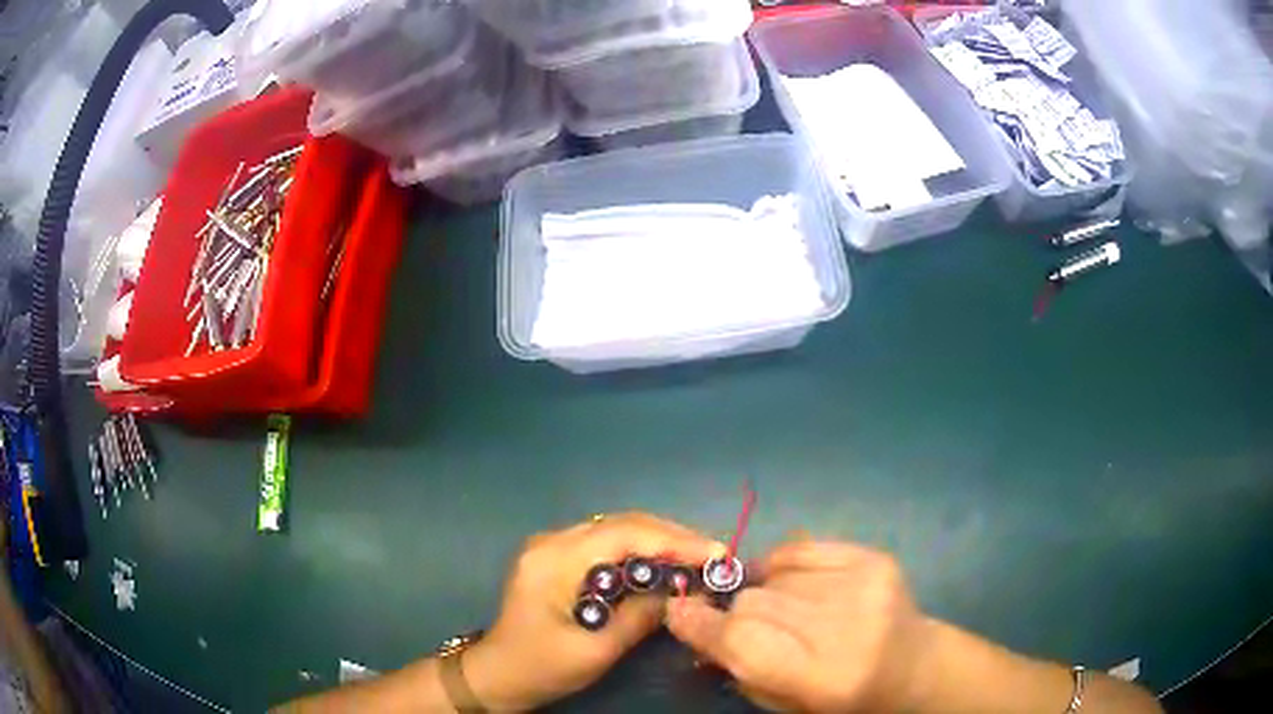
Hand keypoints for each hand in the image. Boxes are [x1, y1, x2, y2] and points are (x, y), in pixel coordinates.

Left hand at [463, 513, 725, 711]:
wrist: (496, 675)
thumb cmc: (542, 667)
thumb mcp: (596, 649)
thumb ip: (641, 616)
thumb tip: (686, 592)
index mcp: (555, 559)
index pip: (625, 534)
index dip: (676, 541)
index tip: (716, 555)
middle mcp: (553, 540)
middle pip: (623, 524)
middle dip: (673, 537)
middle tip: (714, 556)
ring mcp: (553, 546)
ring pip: (617, 530)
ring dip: (659, 541)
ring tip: (698, 559)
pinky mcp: (558, 558)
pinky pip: (606, 544)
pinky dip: (640, 551)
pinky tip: (662, 565)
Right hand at [666, 541, 934, 712]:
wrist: (913, 667)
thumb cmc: (843, 699)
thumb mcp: (786, 703)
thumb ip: (739, 667)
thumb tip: (693, 623)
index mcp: (823, 676)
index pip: (743, 639)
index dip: (701, 624)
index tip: (676, 611)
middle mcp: (846, 627)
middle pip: (754, 603)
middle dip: (737, 616)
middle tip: (751, 630)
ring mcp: (865, 585)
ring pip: (772, 575)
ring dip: (767, 594)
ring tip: (791, 614)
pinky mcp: (874, 557)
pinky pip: (800, 548)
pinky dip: (787, 567)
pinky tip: (801, 587)